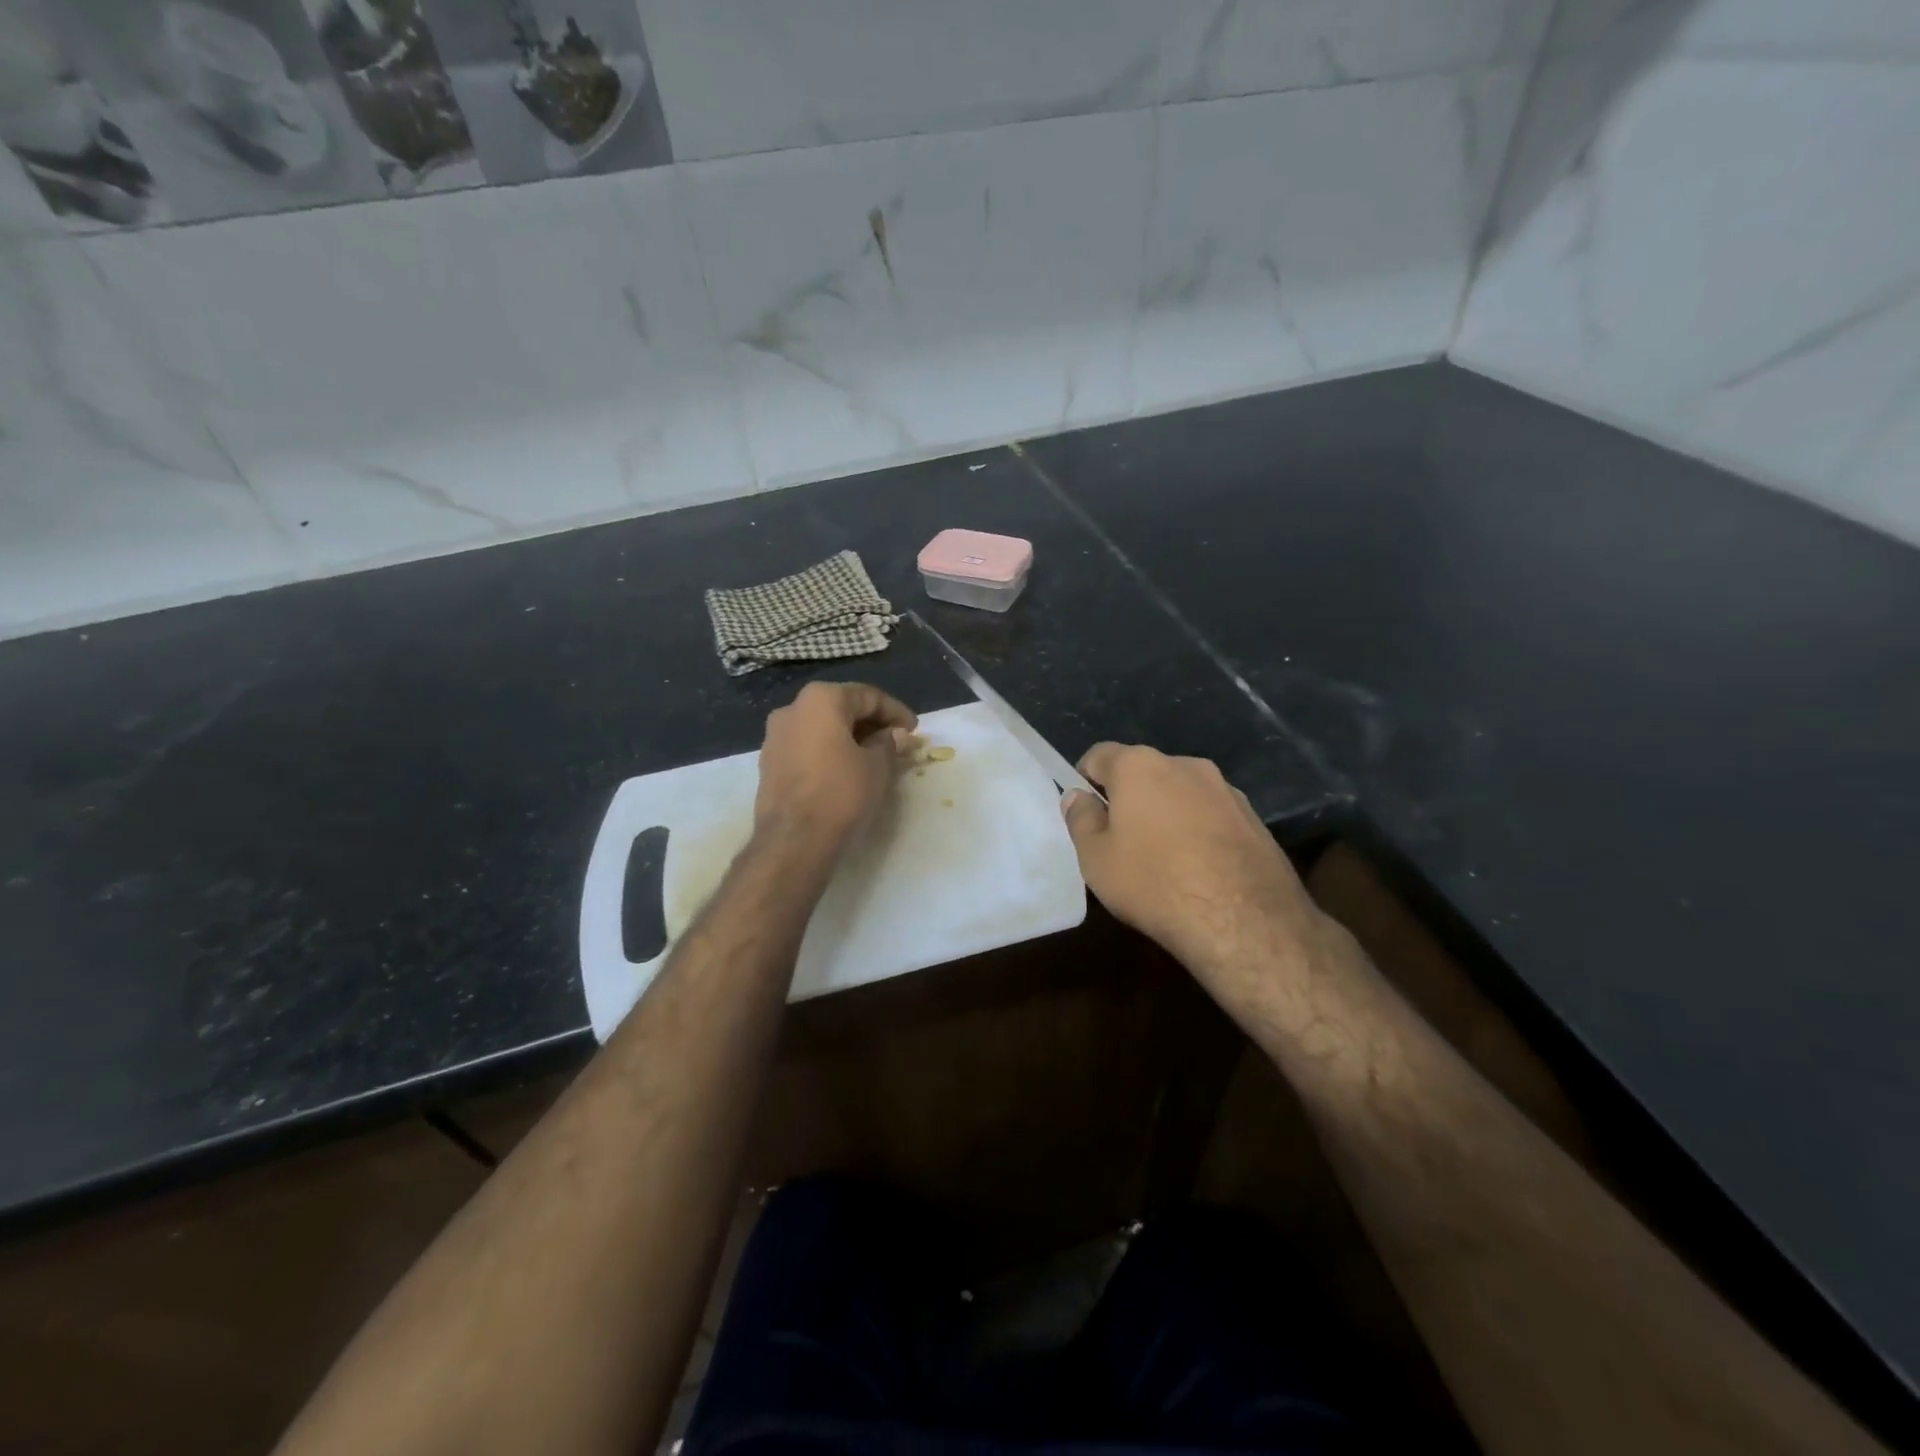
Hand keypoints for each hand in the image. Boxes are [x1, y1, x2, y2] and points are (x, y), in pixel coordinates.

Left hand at [754, 681, 916, 851]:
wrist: (793, 841)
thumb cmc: (841, 793)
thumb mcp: (877, 766)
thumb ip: (889, 743)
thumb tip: (895, 735)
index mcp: (820, 699)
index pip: (868, 696)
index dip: (896, 712)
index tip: (915, 730)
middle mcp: (792, 708)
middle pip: (842, 708)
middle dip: (872, 723)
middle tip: (897, 742)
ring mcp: (775, 736)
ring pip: (822, 727)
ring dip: (850, 738)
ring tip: (875, 757)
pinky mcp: (770, 762)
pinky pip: (808, 746)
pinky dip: (830, 751)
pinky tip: (848, 769)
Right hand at [1062, 744, 1322, 988]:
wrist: (1244, 922)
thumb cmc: (1154, 883)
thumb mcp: (1096, 858)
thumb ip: (1081, 819)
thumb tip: (1078, 796)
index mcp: (1140, 766)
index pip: (1099, 755)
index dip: (1086, 780)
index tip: (1086, 813)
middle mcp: (1185, 765)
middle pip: (1144, 772)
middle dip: (1129, 798)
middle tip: (1121, 841)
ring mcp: (1226, 790)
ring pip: (1181, 793)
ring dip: (1167, 813)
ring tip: (1164, 859)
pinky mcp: (1254, 818)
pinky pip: (1212, 815)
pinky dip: (1199, 831)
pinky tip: (1199, 870)